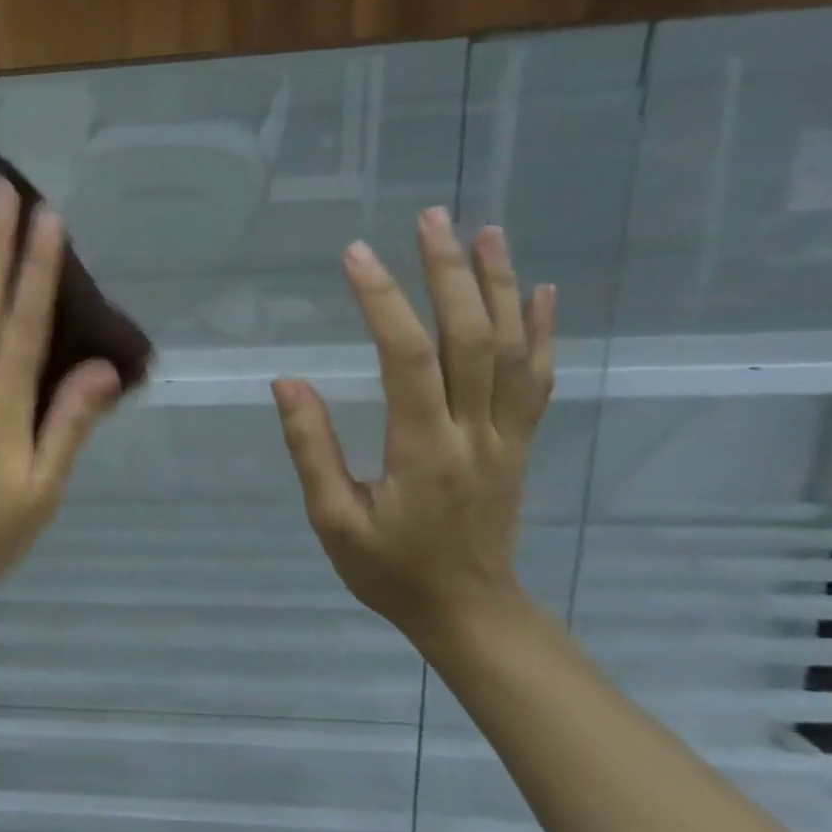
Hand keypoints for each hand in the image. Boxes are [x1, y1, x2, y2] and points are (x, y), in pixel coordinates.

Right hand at [273, 207, 555, 641]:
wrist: (470, 612)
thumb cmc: (391, 570)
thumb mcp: (333, 520)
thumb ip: (312, 449)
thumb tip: (288, 383)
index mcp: (423, 449)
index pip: (408, 358)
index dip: (382, 301)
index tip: (355, 255)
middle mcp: (475, 431)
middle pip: (471, 337)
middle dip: (449, 272)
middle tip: (429, 219)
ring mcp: (507, 436)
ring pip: (513, 348)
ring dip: (500, 286)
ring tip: (486, 232)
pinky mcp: (520, 443)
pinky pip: (539, 379)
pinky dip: (543, 331)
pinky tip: (540, 292)